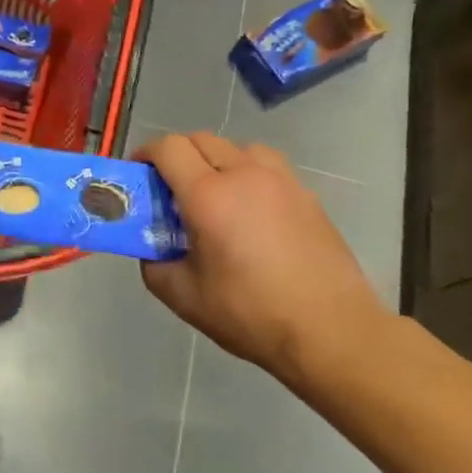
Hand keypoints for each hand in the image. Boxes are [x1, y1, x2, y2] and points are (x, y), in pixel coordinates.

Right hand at [136, 133, 387, 383]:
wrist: (332, 332)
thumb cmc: (250, 314)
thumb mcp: (183, 296)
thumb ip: (154, 263)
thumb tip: (152, 248)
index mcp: (208, 195)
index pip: (168, 148)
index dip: (146, 154)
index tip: (139, 174)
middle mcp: (244, 175)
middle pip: (201, 139)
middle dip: (177, 156)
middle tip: (170, 188)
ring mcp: (281, 182)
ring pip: (237, 147)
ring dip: (216, 159)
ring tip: (213, 193)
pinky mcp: (307, 196)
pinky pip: (267, 167)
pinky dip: (248, 174)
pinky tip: (249, 211)